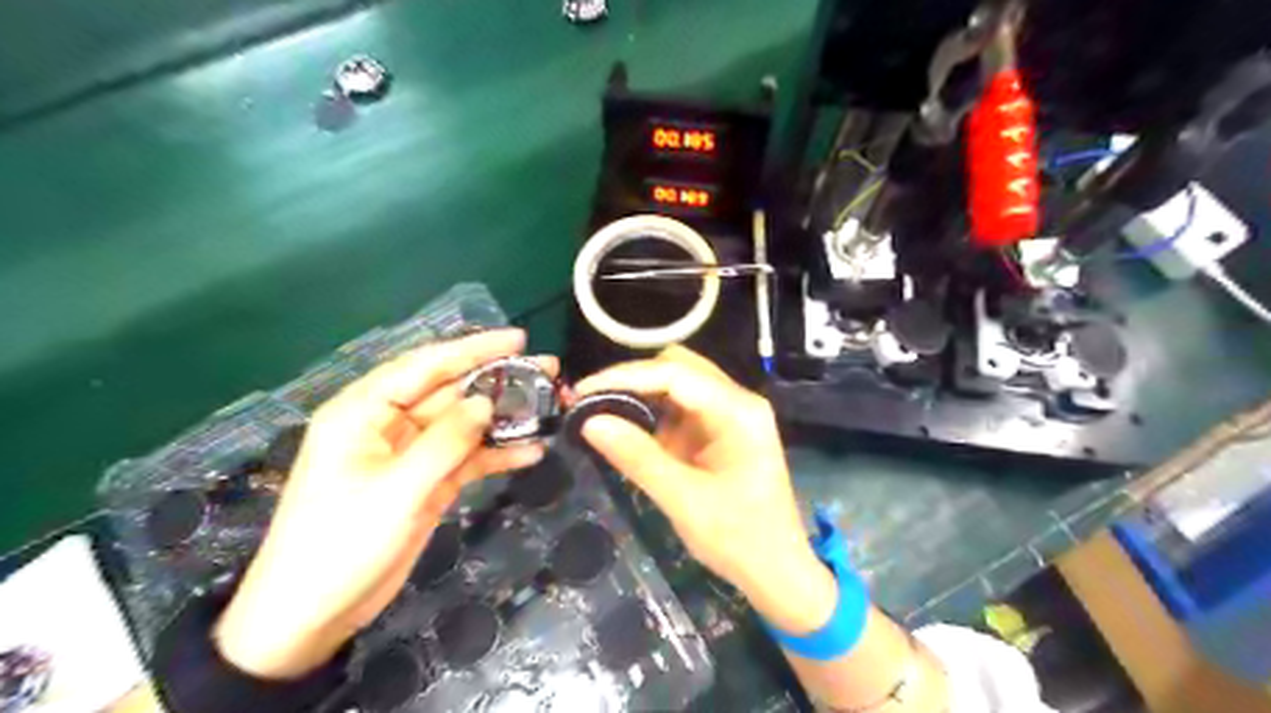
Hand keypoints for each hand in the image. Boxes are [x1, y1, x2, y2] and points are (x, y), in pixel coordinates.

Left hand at [214, 330, 550, 675]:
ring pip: (463, 424)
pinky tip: (531, 451)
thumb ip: (446, 441)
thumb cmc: (341, 544)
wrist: (311, 618)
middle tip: (548, 370)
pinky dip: (496, 455)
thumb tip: (486, 401)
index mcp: (363, 412)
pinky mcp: (425, 483)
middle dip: (497, 381)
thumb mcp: (397, 489)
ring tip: (550, 407)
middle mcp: (387, 425)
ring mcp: (409, 456)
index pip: (424, 366)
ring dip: (503, 418)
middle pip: (450, 391)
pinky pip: (466, 458)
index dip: (473, 349)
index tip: (519, 339)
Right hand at [575, 349, 836, 631]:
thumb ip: (638, 458)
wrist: (778, 572)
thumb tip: (589, 422)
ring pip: (678, 384)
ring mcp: (729, 414)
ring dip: (639, 394)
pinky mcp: (719, 431)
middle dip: (631, 379)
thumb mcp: (684, 501)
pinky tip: (627, 427)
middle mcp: (736, 401)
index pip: (675, 373)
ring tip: (600, 412)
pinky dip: (651, 413)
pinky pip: (680, 408)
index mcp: (738, 411)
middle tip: (591, 402)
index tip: (582, 392)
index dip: (625, 377)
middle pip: (678, 367)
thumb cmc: (739, 539)